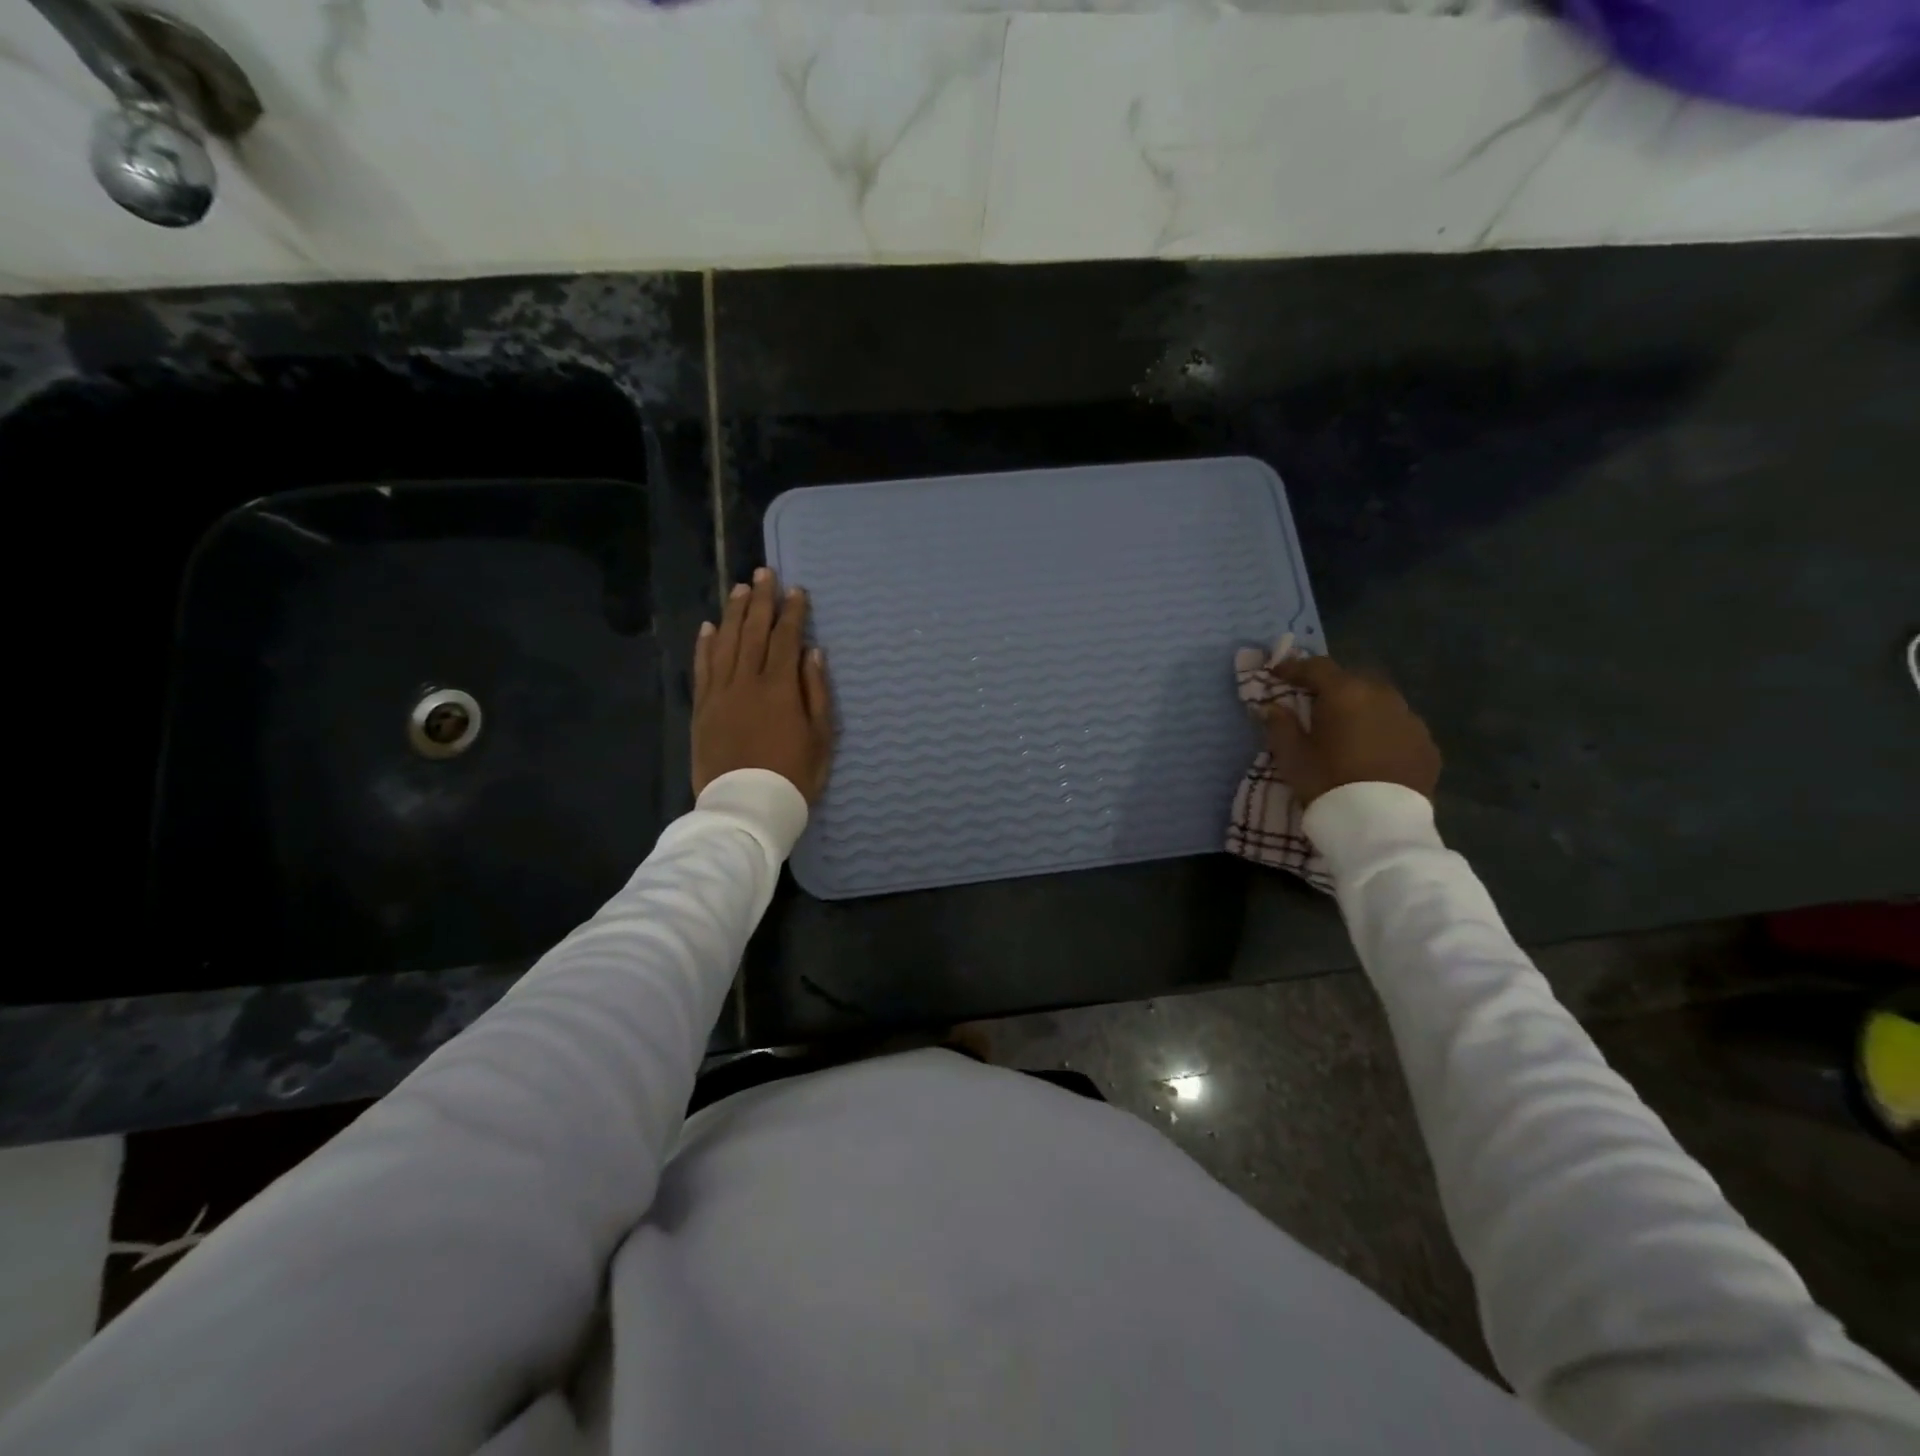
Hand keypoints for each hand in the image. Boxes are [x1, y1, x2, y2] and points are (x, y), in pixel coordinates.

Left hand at [693, 568, 834, 802]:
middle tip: (764, 573)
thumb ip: (816, 692)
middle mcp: (747, 682)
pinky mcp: (702, 708)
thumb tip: (813, 653)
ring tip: (740, 589)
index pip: (786, 639)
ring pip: (725, 643)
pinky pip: (703, 668)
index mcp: (780, 688)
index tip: (797, 591)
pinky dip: (705, 645)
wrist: (746, 807)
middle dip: (761, 600)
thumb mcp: (820, 737)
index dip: (793, 613)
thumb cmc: (793, 775)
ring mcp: (720, 693)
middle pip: (753, 632)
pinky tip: (709, 627)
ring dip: (733, 613)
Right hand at [1259, 654, 1440, 806]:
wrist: (1379, 824)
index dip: (1294, 667)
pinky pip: (1400, 727)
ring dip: (1361, 708)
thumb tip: (1271, 706)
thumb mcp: (1291, 755)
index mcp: (1345, 694)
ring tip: (1347, 729)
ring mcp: (1411, 720)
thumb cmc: (1326, 782)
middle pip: (1353, 681)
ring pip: (1381, 702)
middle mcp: (1382, 696)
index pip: (1317, 667)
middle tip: (1313, 703)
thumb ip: (1280, 725)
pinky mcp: (1428, 745)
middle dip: (1331, 687)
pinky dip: (1383, 731)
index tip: (1277, 673)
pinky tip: (1374, 751)